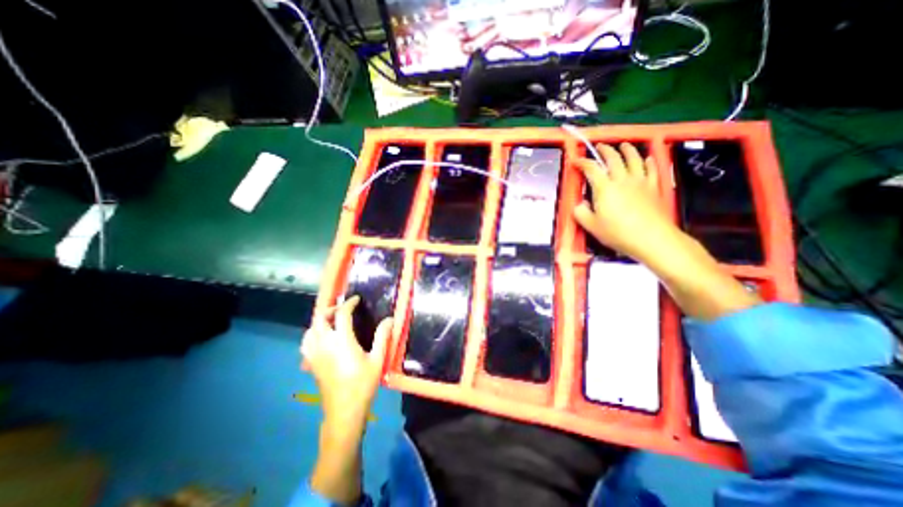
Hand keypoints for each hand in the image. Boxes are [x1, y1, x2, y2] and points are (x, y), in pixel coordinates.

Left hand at [300, 298, 393, 427]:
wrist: (344, 411)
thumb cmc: (363, 384)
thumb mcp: (377, 359)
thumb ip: (382, 336)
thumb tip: (390, 319)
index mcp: (342, 341)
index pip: (341, 314)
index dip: (349, 303)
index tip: (356, 300)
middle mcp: (324, 344)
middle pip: (319, 318)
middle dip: (330, 309)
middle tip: (343, 309)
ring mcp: (314, 355)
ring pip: (309, 330)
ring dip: (319, 321)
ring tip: (332, 321)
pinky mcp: (311, 364)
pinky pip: (306, 344)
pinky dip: (312, 335)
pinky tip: (321, 339)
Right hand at [571, 143, 676, 260]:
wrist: (651, 238)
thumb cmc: (617, 232)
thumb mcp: (591, 226)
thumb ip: (580, 212)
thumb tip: (580, 204)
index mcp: (604, 188)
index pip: (591, 169)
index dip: (582, 162)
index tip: (575, 160)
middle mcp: (622, 179)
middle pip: (613, 158)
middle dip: (605, 150)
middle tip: (599, 146)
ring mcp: (640, 182)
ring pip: (634, 159)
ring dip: (627, 150)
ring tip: (623, 145)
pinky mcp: (654, 187)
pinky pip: (652, 170)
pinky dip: (649, 161)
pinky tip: (648, 158)